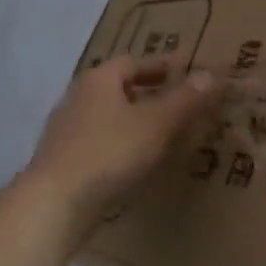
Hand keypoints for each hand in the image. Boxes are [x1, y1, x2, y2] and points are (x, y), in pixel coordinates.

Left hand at [26, 55, 220, 218]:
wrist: (54, 203)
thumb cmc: (109, 153)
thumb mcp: (156, 124)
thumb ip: (185, 100)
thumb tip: (211, 75)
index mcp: (99, 80)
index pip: (134, 62)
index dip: (162, 66)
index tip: (186, 73)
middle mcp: (78, 97)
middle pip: (119, 87)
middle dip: (149, 93)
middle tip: (179, 103)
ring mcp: (66, 130)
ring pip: (109, 116)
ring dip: (135, 120)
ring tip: (164, 134)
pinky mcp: (63, 160)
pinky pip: (100, 141)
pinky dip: (121, 143)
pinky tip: (136, 162)